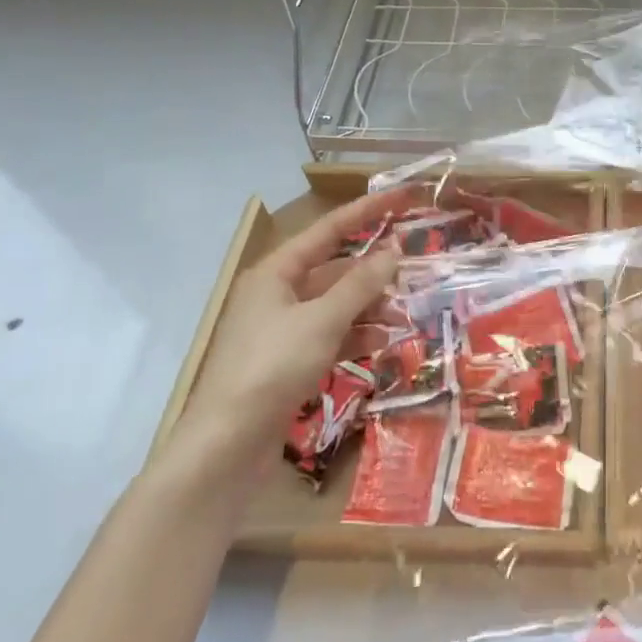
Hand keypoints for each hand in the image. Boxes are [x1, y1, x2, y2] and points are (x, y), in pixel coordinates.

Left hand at [171, 188, 413, 484]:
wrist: (226, 446)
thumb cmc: (272, 367)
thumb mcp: (322, 320)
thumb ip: (361, 285)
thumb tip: (393, 252)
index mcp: (276, 272)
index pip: (329, 229)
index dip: (368, 210)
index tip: (404, 196)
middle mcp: (277, 294)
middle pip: (334, 269)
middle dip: (374, 271)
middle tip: (414, 268)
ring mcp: (282, 330)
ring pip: (336, 305)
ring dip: (370, 307)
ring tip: (406, 313)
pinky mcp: (288, 362)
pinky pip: (330, 336)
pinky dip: (356, 336)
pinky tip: (383, 344)